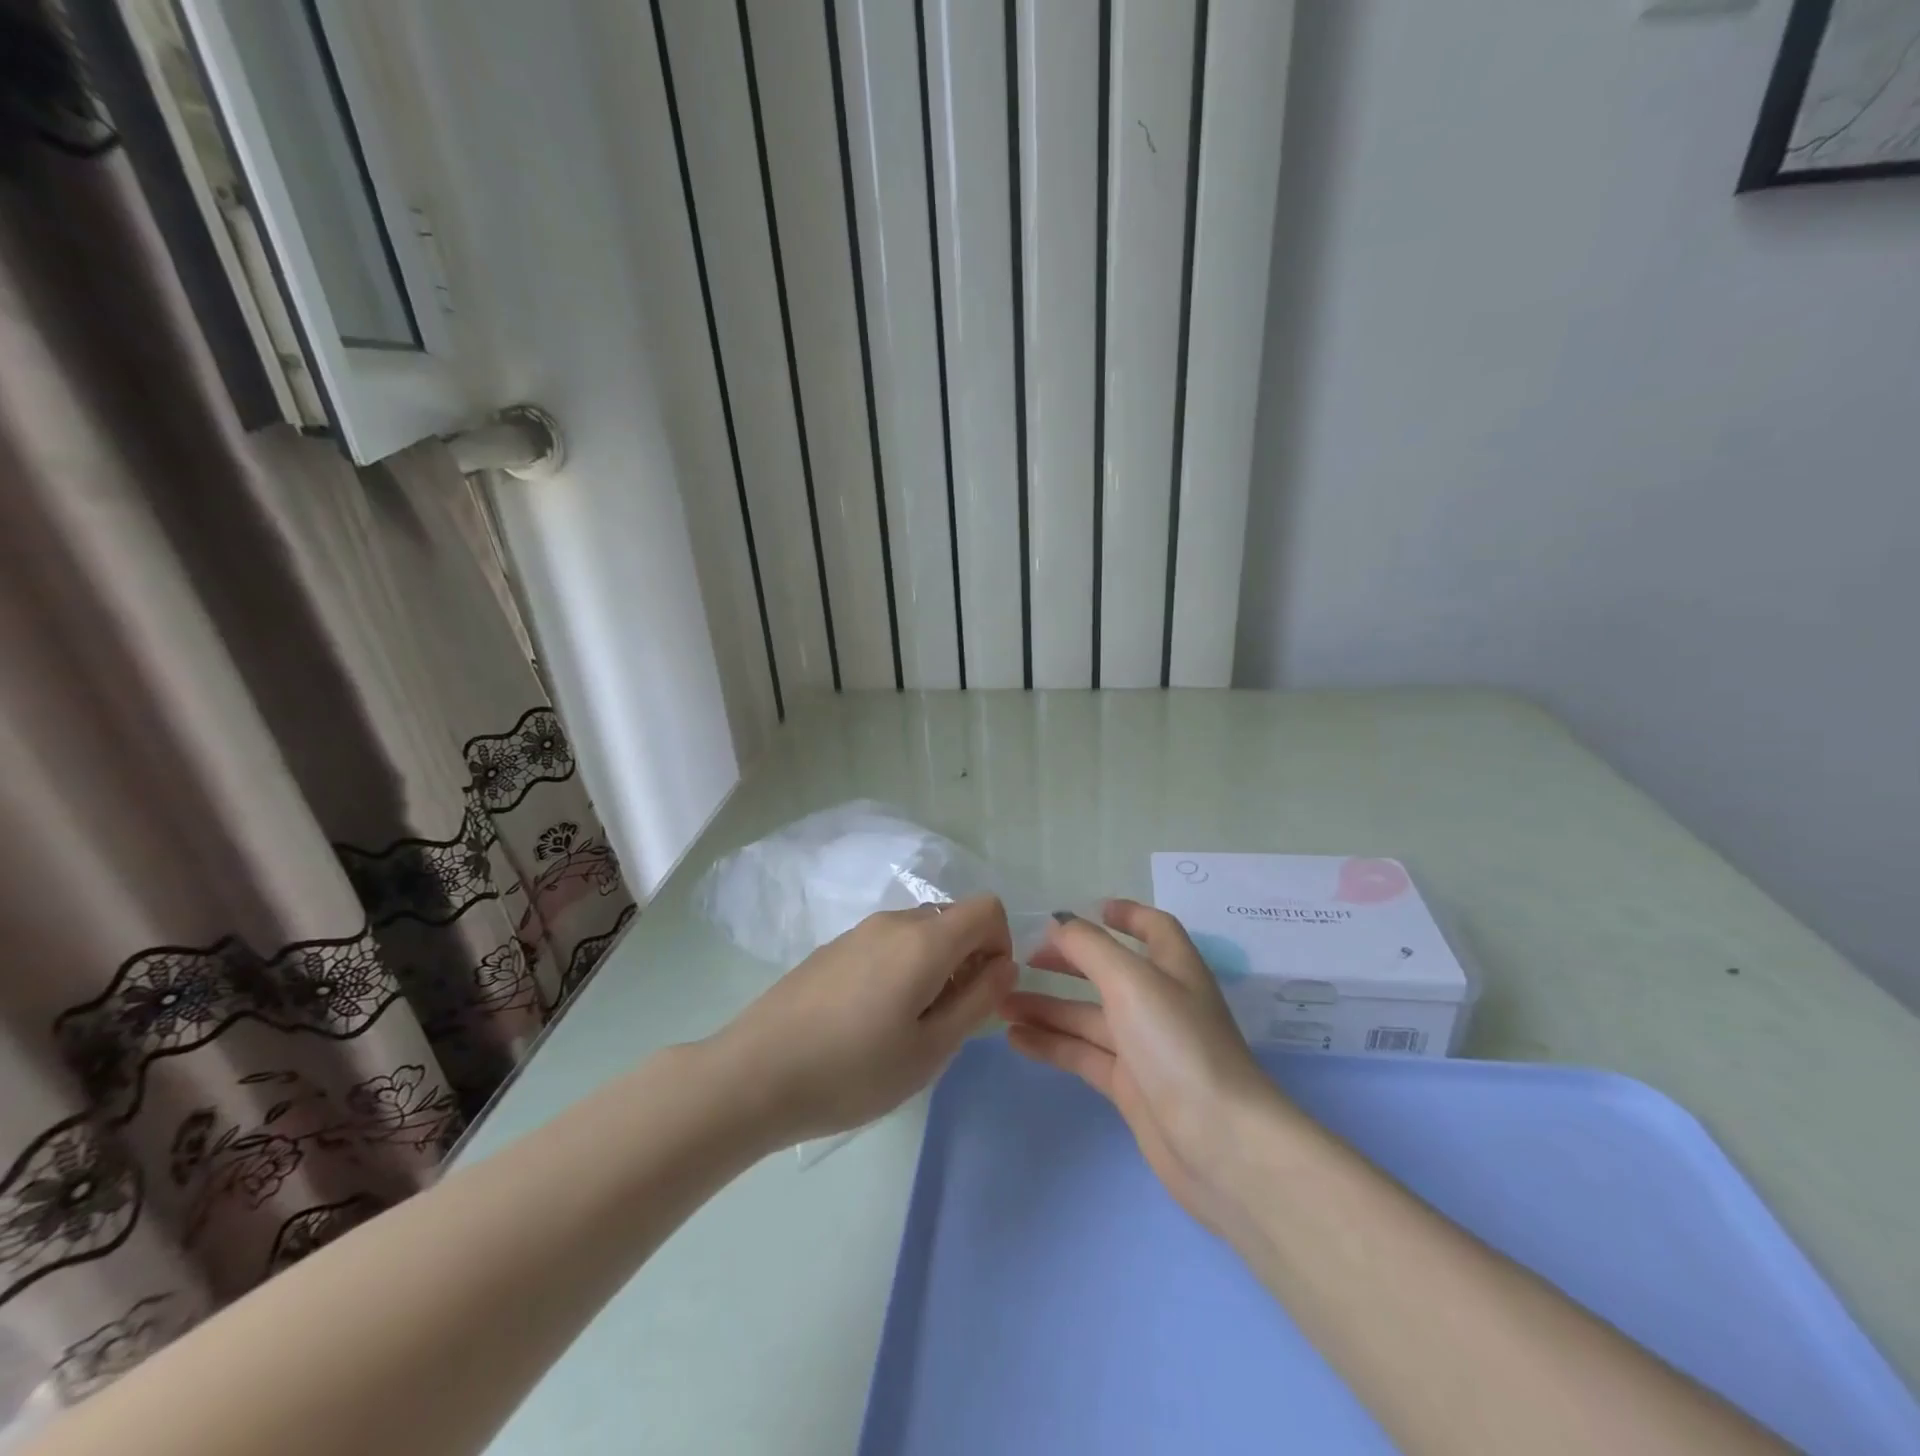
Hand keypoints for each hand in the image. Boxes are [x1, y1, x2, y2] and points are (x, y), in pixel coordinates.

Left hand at [717, 896, 1017, 1146]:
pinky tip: (868, 1021)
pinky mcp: (832, 948)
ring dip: (933, 967)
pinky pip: (886, 945)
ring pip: (919, 933)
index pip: (987, 908)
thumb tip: (1005, 965)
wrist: (753, 1075)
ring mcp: (857, 932)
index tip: (984, 993)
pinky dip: (900, 969)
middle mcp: (893, 921)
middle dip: (967, 960)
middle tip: (946, 1020)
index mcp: (923, 940)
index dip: (1000, 945)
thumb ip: (977, 1001)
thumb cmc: (852, 1071)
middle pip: (953, 919)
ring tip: (905, 1027)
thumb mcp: (930, 1050)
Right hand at [1001, 900, 1288, 1230]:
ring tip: (1000, 1004)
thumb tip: (1060, 923)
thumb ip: (1090, 947)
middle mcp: (1161, 1003)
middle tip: (1023, 960)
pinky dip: (1052, 1044)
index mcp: (1174, 968)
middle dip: (1070, 962)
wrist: (1219, 1143)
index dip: (1126, 915)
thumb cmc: (1177, 1044)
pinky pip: (1084, 1055)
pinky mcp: (1131, 1087)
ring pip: (1089, 1017)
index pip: (1154, 928)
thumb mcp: (1131, 981)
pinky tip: (1016, 1039)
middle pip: (1110, 972)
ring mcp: (1146, 1048)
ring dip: (1048, 1008)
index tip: (1091, 909)